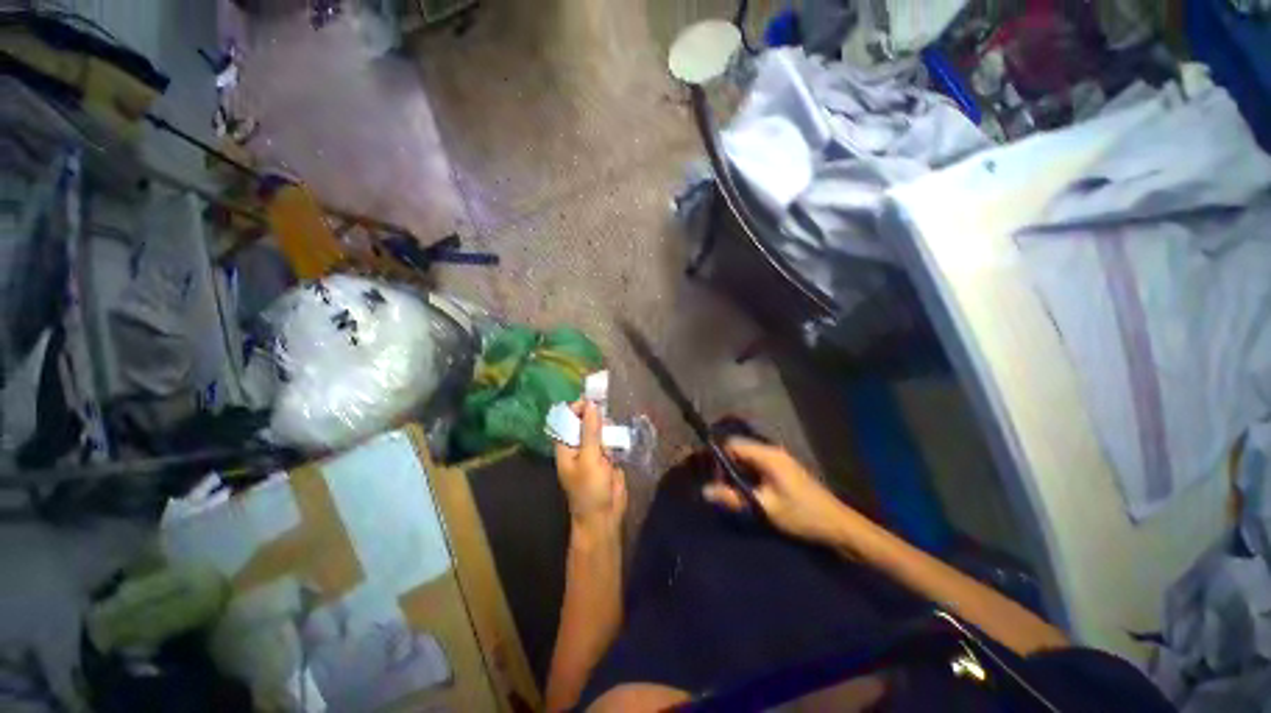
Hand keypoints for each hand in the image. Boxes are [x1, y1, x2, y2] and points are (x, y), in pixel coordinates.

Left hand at [554, 401, 626, 535]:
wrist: (604, 516)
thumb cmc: (590, 489)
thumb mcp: (589, 458)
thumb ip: (590, 431)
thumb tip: (591, 404)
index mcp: (566, 446)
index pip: (567, 420)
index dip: (578, 409)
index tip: (592, 402)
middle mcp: (578, 446)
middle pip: (585, 422)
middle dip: (596, 418)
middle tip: (605, 420)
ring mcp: (594, 451)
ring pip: (600, 430)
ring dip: (607, 428)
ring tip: (612, 435)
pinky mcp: (608, 457)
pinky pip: (611, 440)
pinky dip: (615, 437)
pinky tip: (619, 439)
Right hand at [703, 438, 858, 545]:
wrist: (837, 525)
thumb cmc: (801, 515)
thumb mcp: (764, 507)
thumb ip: (733, 497)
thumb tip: (704, 491)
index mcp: (767, 455)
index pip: (733, 443)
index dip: (718, 457)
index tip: (711, 476)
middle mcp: (772, 451)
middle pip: (739, 448)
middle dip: (725, 464)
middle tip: (719, 486)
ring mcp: (778, 459)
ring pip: (747, 456)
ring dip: (735, 470)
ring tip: (729, 489)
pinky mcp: (782, 468)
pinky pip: (756, 463)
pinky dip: (746, 473)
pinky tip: (745, 490)